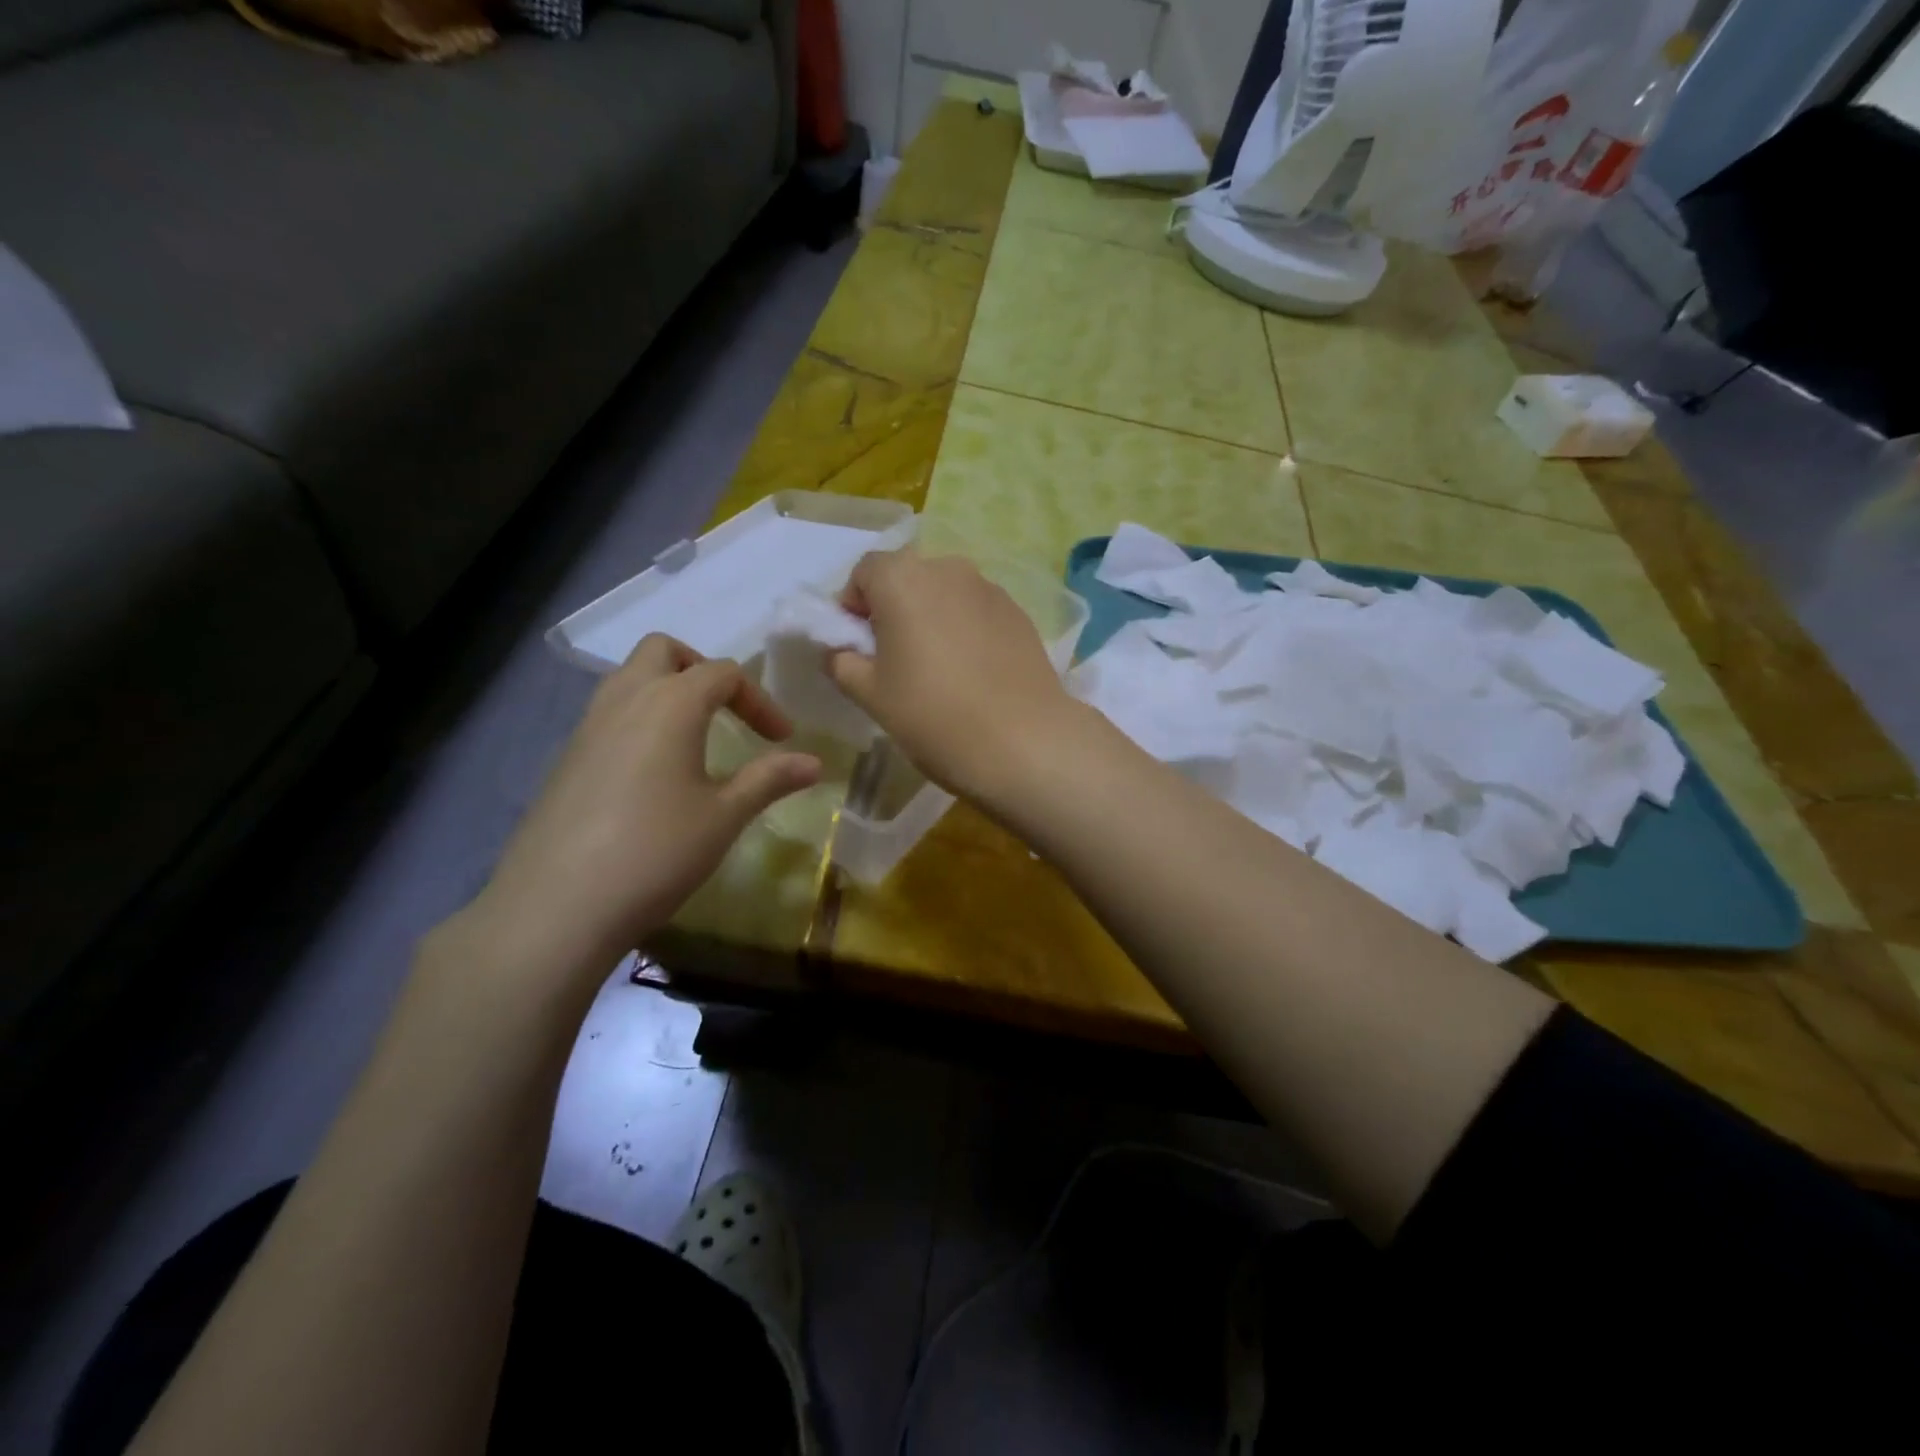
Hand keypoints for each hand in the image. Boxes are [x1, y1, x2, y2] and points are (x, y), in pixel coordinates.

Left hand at [457, 636, 820, 987]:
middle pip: (663, 651)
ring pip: (629, 678)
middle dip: (702, 670)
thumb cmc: (656, 852)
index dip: (760, 700)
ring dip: (667, 691)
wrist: (558, 905)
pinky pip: (609, 714)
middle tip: (727, 712)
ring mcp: (588, 726)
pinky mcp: (566, 757)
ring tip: (694, 738)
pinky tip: (653, 773)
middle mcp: (625, 699)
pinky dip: (639, 720)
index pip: (724, 673)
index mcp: (671, 703)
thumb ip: (769, 779)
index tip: (782, 739)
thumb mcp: (724, 816)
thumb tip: (814, 762)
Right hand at [828, 550, 1079, 804]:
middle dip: (894, 608)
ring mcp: (990, 588)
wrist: (1022, 741)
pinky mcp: (1019, 613)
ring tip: (938, 667)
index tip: (858, 645)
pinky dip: (966, 629)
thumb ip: (842, 662)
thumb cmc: (933, 715)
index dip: (853, 604)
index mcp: (902, 578)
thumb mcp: (870, 694)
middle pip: (908, 577)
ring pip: (946, 593)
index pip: (865, 571)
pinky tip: (973, 672)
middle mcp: (948, 568)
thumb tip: (841, 651)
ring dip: (932, 617)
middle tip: (895, 657)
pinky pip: (977, 611)